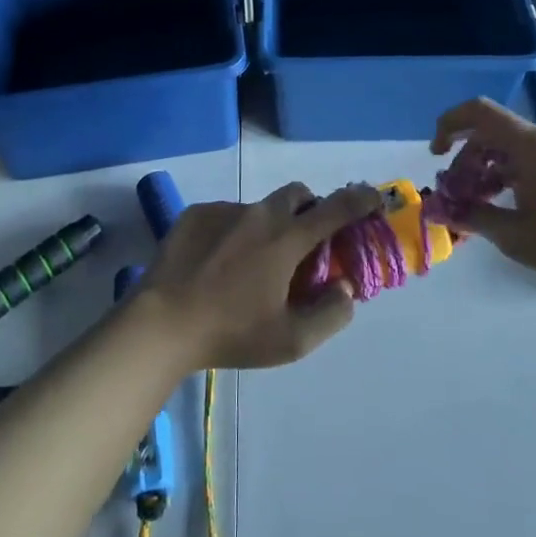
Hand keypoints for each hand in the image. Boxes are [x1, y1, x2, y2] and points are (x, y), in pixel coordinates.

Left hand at [137, 183, 384, 368]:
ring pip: (259, 208)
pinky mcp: (196, 213)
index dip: (360, 200)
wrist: (161, 323)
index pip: (335, 209)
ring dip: (267, 227)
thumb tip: (345, 288)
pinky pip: (226, 215)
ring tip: (249, 266)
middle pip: (297, 194)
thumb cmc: (231, 333)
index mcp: (287, 239)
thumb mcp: (290, 341)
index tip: (374, 196)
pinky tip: (216, 264)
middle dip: (309, 209)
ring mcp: (225, 210)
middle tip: (304, 241)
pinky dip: (234, 232)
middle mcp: (260, 214)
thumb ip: (330, 315)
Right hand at [432, 97, 535, 305]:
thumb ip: (473, 217)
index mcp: (532, 146)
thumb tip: (438, 211)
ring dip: (490, 170)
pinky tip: (511, 207)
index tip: (436, 153)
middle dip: (467, 159)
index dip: (450, 124)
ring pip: (515, 149)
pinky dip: (513, 175)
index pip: (480, 112)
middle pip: (495, 133)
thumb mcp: (516, 236)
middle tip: (457, 194)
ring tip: (480, 205)